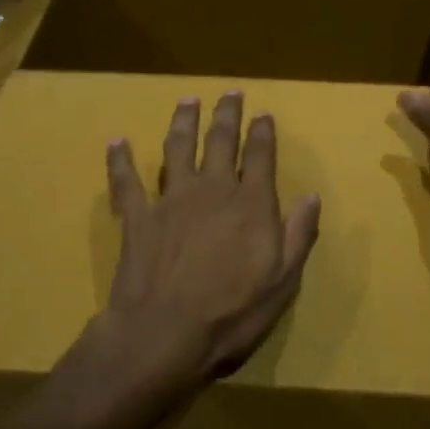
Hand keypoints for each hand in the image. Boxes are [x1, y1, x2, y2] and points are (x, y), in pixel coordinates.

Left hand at [103, 92, 321, 385]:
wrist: (164, 335)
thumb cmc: (231, 314)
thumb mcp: (282, 282)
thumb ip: (298, 234)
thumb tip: (312, 196)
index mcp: (251, 204)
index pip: (260, 156)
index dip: (262, 132)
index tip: (263, 114)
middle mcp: (213, 189)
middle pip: (221, 141)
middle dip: (227, 114)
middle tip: (231, 93)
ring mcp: (172, 199)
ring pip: (178, 148)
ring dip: (184, 121)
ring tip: (187, 101)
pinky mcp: (138, 215)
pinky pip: (127, 181)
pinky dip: (121, 161)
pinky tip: (117, 142)